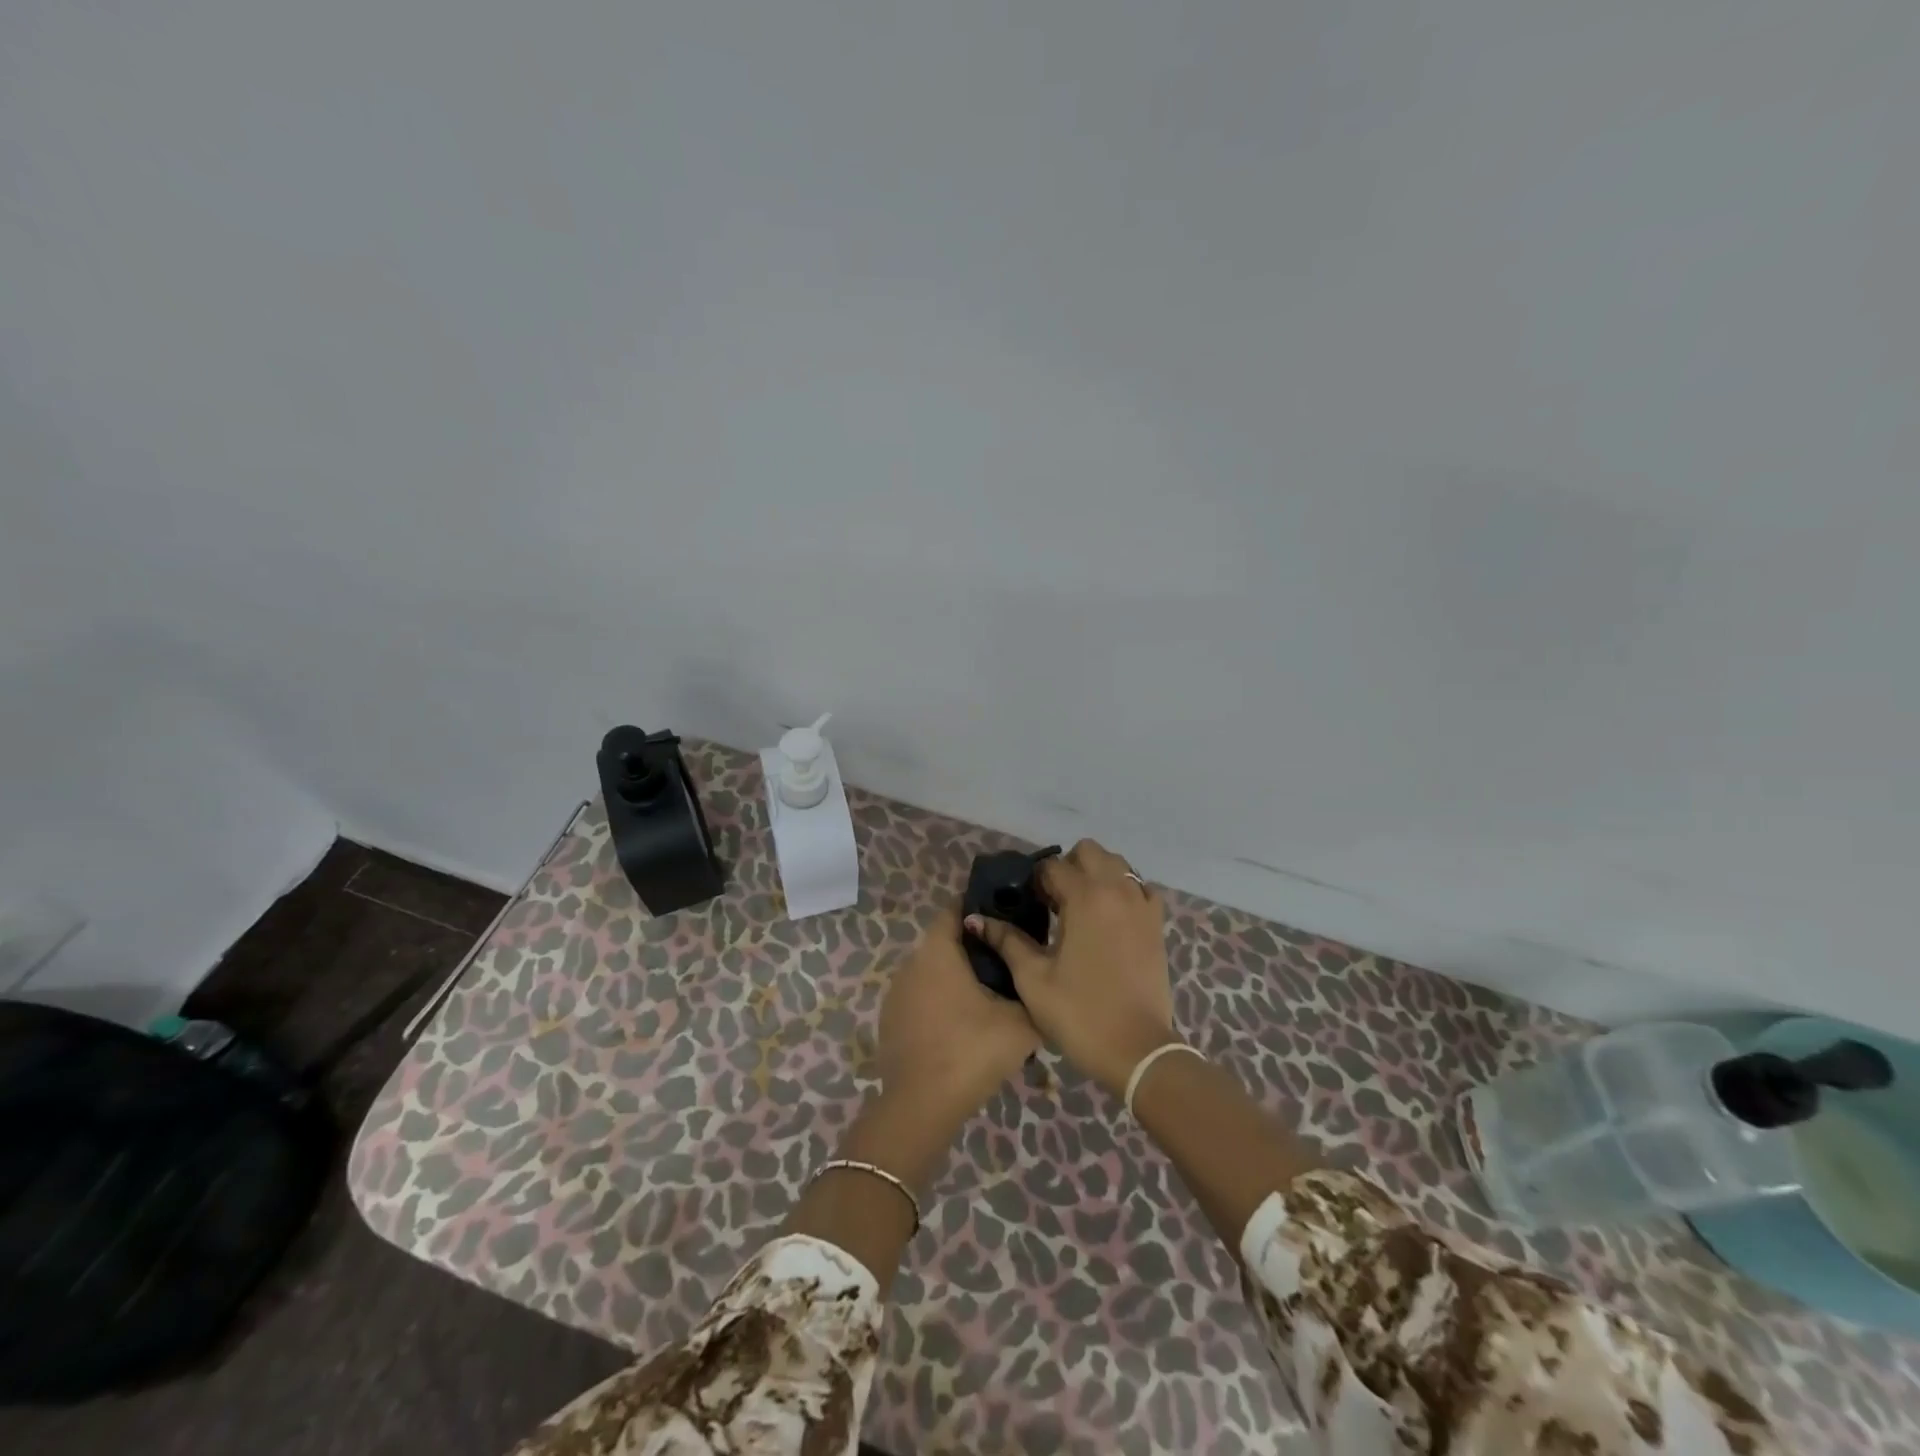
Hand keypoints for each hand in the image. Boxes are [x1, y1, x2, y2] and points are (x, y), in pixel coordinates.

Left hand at [877, 905, 1039, 1128]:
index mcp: (938, 951)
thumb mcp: (1021, 1023)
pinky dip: (940, 1003)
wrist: (921, 1106)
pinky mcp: (890, 1020)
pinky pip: (921, 998)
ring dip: (956, 978)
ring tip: (989, 999)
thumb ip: (1032, 992)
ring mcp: (896, 993)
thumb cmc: (972, 1050)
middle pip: (945, 942)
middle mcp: (911, 962)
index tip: (1005, 917)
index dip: (979, 908)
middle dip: (973, 947)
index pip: (955, 910)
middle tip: (1007, 963)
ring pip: (932, 972)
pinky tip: (962, 1028)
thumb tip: (1039, 982)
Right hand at [965, 838, 1174, 1097]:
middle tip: (1054, 900)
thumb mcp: (1033, 979)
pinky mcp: (1157, 924)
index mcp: (1085, 898)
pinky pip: (1139, 888)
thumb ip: (1006, 941)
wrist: (1138, 1052)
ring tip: (1080, 909)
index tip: (1028, 904)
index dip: (1035, 882)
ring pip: (1118, 864)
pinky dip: (1122, 891)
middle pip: (1089, 851)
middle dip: (1068, 867)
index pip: (1053, 866)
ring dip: (1096, 874)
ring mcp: (1142, 905)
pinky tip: (1108, 919)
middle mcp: (1117, 890)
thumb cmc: (1080, 1014)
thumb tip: (975, 919)